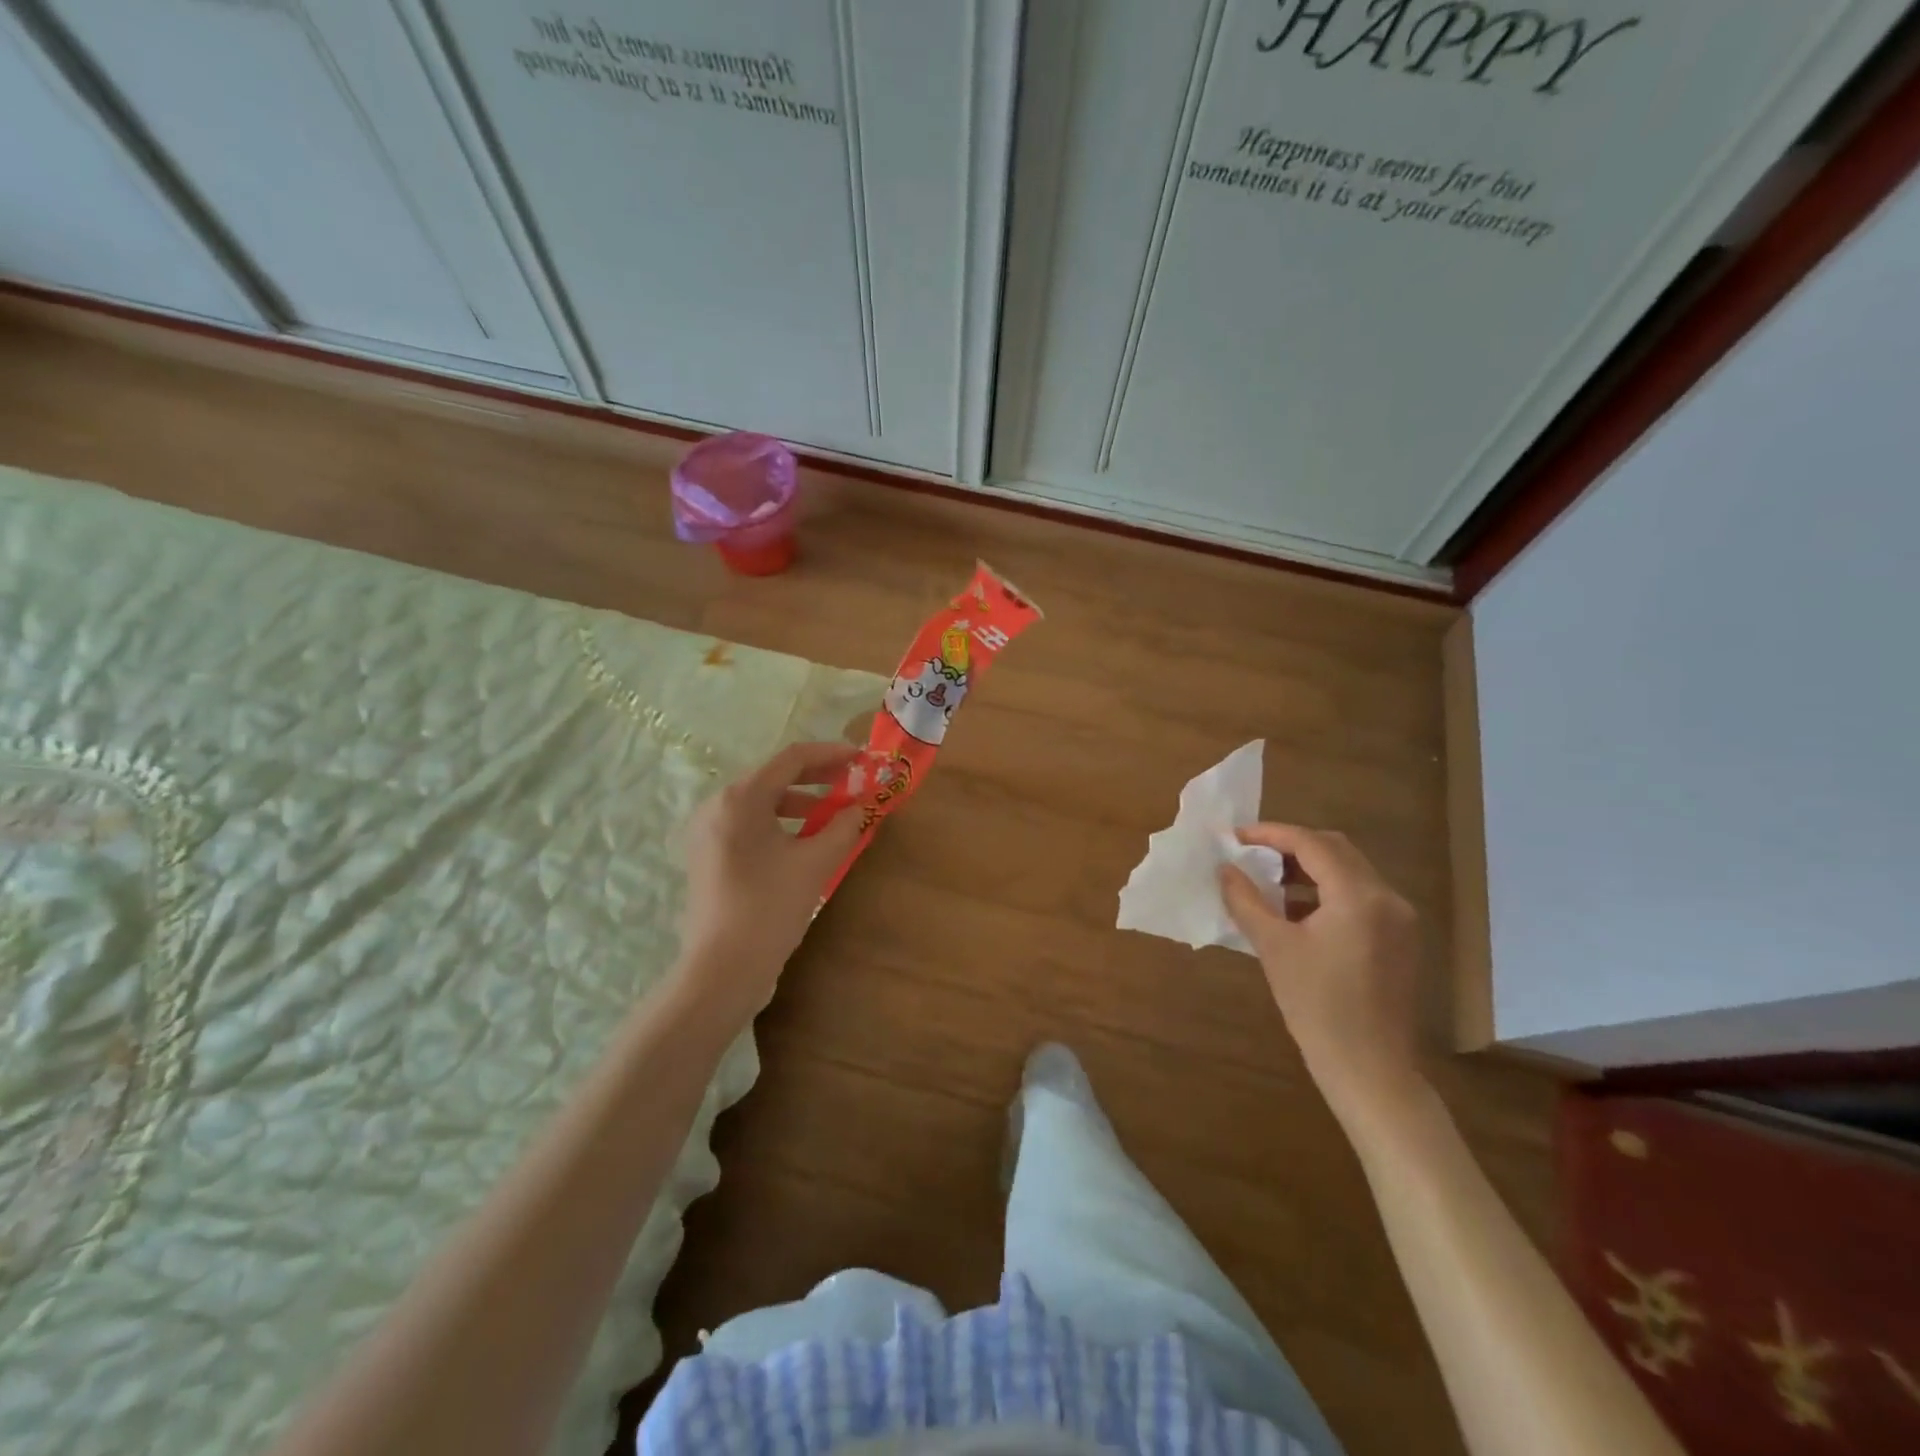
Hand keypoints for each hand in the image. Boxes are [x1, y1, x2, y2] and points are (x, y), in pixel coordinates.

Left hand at [678, 742, 862, 1017]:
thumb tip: (863, 807)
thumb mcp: (815, 864)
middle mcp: (717, 806)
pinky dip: (781, 823)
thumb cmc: (769, 908)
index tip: (863, 758)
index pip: (792, 758)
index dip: (831, 754)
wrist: (722, 970)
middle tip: (853, 782)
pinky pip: (751, 824)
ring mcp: (709, 832)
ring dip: (802, 802)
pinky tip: (806, 840)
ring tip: (835, 814)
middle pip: (775, 776)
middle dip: (818, 778)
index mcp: (740, 798)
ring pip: (762, 802)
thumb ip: (843, 827)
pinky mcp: (709, 855)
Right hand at [1220, 824, 1428, 1129]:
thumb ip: (1246, 900)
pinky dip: (1327, 891)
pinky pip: (1360, 896)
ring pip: (1350, 872)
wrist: (1369, 1070)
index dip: (1271, 834)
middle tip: (1251, 854)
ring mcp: (1400, 919)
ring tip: (1268, 881)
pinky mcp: (1400, 939)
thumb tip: (1225, 869)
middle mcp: (1388, 898)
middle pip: (1336, 850)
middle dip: (1291, 846)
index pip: (1312, 844)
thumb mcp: (1273, 948)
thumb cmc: (1317, 1007)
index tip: (1235, 837)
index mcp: (1359, 896)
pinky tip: (1297, 911)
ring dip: (1309, 868)